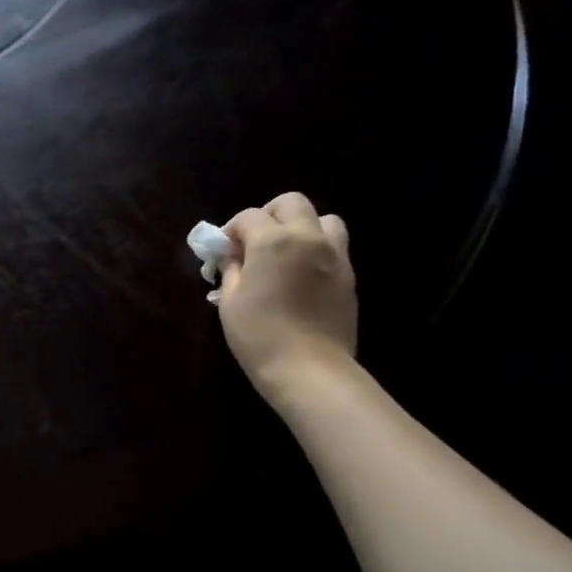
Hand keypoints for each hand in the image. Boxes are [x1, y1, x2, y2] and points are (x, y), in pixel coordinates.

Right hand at [218, 193, 357, 401]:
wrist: (309, 369)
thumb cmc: (259, 335)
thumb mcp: (230, 301)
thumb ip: (232, 269)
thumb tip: (233, 256)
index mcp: (272, 241)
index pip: (249, 216)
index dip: (231, 230)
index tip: (223, 250)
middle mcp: (307, 237)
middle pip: (291, 203)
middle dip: (268, 215)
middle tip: (254, 242)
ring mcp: (334, 255)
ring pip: (323, 219)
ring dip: (301, 226)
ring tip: (286, 252)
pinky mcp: (349, 275)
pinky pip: (335, 246)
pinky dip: (317, 249)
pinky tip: (301, 275)